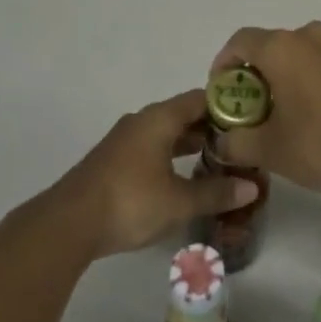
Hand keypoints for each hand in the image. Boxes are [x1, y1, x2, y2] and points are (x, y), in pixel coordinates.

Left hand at [49, 91, 259, 259]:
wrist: (69, 223)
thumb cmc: (130, 202)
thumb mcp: (179, 201)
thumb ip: (216, 193)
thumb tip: (252, 188)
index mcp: (160, 118)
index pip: (201, 98)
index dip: (226, 106)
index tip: (249, 122)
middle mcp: (142, 121)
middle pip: (183, 114)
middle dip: (210, 128)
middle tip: (238, 145)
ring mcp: (125, 140)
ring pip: (166, 131)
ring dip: (189, 143)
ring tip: (216, 161)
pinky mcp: (114, 160)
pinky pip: (151, 146)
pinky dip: (170, 154)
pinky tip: (181, 176)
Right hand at [208, 22, 320, 197]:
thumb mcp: (269, 150)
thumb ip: (237, 142)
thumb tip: (222, 142)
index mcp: (282, 47)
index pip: (239, 41)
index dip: (223, 64)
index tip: (222, 94)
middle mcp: (309, 37)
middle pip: (268, 47)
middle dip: (252, 76)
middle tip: (247, 110)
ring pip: (296, 56)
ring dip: (280, 79)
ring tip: (277, 117)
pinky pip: (319, 66)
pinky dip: (305, 83)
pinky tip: (309, 119)